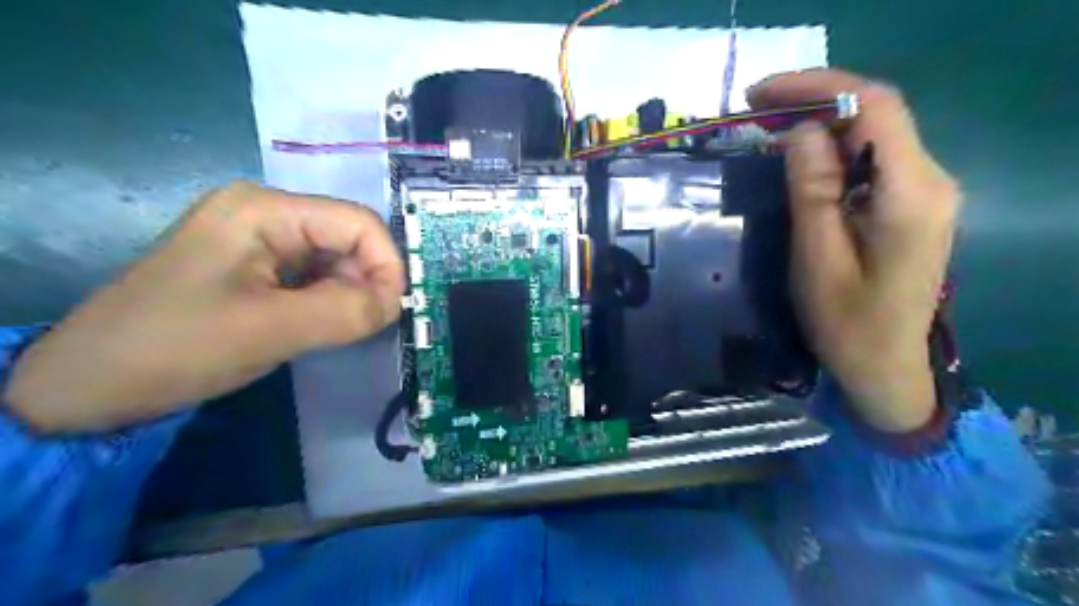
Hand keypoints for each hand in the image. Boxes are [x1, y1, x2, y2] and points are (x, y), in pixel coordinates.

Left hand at [3, 183, 404, 433]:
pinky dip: (329, 302)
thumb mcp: (271, 329)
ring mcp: (258, 239)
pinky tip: (319, 326)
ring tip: (337, 330)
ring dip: (348, 295)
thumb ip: (346, 312)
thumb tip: (397, 304)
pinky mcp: (255, 267)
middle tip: (364, 326)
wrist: (90, 385)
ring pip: (335, 260)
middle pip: (348, 239)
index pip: (358, 222)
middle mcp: (266, 213)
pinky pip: (314, 277)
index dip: (387, 263)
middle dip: (366, 282)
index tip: (392, 310)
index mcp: (265, 209)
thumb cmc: (176, 346)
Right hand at [752, 70, 959, 431]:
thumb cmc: (846, 323)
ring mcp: (923, 191)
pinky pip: (870, 159)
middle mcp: (928, 179)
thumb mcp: (817, 258)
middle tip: (752, 111)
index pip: (873, 105)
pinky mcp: (908, 205)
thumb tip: (799, 131)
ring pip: (872, 133)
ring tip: (764, 127)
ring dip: (819, 121)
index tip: (758, 96)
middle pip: (875, 112)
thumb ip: (812, 190)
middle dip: (812, 99)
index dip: (815, 86)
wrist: (886, 368)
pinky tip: (797, 157)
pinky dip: (831, 147)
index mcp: (909, 192)